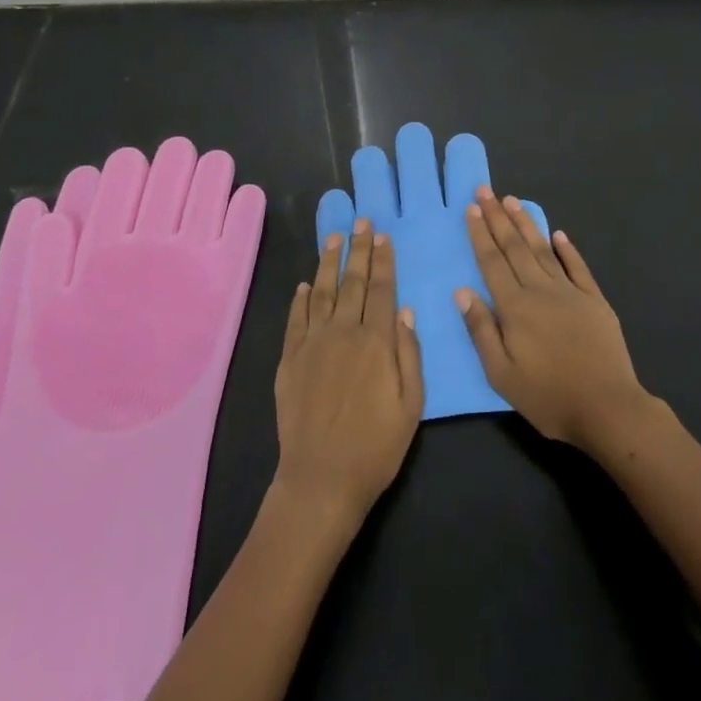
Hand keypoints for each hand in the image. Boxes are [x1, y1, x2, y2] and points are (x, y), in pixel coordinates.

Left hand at [273, 218, 424, 522]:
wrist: (321, 478)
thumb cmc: (376, 446)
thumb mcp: (411, 404)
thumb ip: (409, 354)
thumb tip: (405, 311)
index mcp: (377, 341)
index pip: (383, 289)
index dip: (384, 261)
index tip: (383, 236)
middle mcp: (344, 332)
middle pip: (353, 282)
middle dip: (359, 249)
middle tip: (361, 221)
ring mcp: (313, 343)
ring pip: (322, 291)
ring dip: (329, 262)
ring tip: (334, 237)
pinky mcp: (290, 359)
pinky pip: (296, 319)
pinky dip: (300, 298)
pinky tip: (303, 284)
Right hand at [457, 189, 652, 451]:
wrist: (607, 408)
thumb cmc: (548, 397)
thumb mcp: (502, 374)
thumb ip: (481, 330)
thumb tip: (462, 291)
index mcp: (515, 307)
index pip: (492, 262)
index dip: (480, 234)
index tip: (471, 208)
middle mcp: (540, 290)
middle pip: (514, 248)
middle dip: (498, 217)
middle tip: (486, 190)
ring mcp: (570, 292)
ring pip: (542, 250)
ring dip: (526, 224)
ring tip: (513, 201)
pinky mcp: (595, 300)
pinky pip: (577, 267)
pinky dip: (568, 249)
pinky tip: (558, 234)